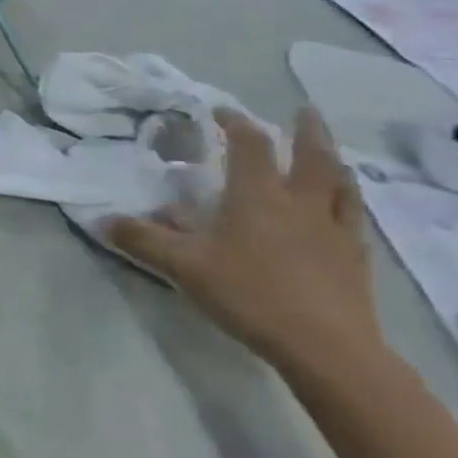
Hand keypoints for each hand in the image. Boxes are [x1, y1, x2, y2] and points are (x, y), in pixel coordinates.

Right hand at [107, 110, 383, 377]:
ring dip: (333, 162)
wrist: (326, 347)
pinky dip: (349, 203)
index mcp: (256, 196)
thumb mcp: (183, 266)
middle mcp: (299, 203)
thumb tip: (103, 220)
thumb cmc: (249, 294)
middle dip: (306, 130)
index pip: (249, 146)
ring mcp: (333, 230)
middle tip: (305, 110)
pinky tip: (345, 209)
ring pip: (340, 184)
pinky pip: (354, 219)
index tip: (222, 111)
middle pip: (310, 156)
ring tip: (331, 153)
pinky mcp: (354, 259)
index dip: (236, 123)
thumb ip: (143, 240)